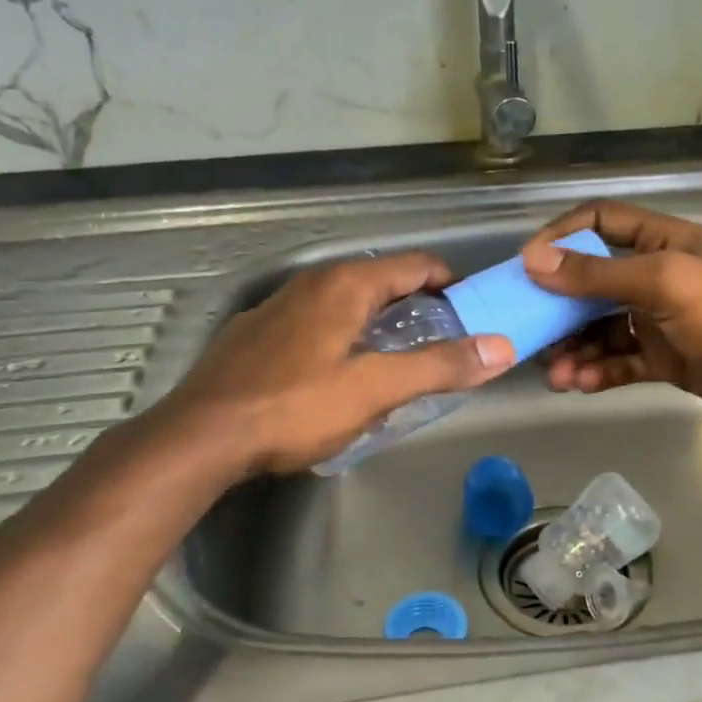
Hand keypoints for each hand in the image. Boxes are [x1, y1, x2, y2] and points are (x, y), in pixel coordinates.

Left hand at [167, 253, 512, 472]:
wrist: (201, 436)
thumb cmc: (294, 407)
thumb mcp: (376, 389)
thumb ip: (439, 366)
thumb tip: (500, 347)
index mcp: (346, 284)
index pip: (416, 265)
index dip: (452, 284)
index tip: (476, 312)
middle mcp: (312, 283)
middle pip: (382, 281)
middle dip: (419, 306)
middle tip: (445, 344)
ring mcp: (278, 306)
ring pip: (346, 302)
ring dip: (380, 322)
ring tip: (399, 361)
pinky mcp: (256, 334)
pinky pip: (316, 322)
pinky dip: (344, 335)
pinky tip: (340, 373)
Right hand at [521, 201, 701, 430]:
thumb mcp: (664, 283)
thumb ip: (599, 274)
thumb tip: (534, 260)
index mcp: (661, 241)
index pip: (599, 221)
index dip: (560, 237)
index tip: (526, 265)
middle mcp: (656, 275)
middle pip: (591, 282)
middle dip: (559, 307)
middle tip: (529, 332)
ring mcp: (659, 319)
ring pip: (601, 328)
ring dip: (574, 348)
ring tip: (555, 373)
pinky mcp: (664, 359)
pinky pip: (619, 360)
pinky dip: (597, 371)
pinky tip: (580, 384)